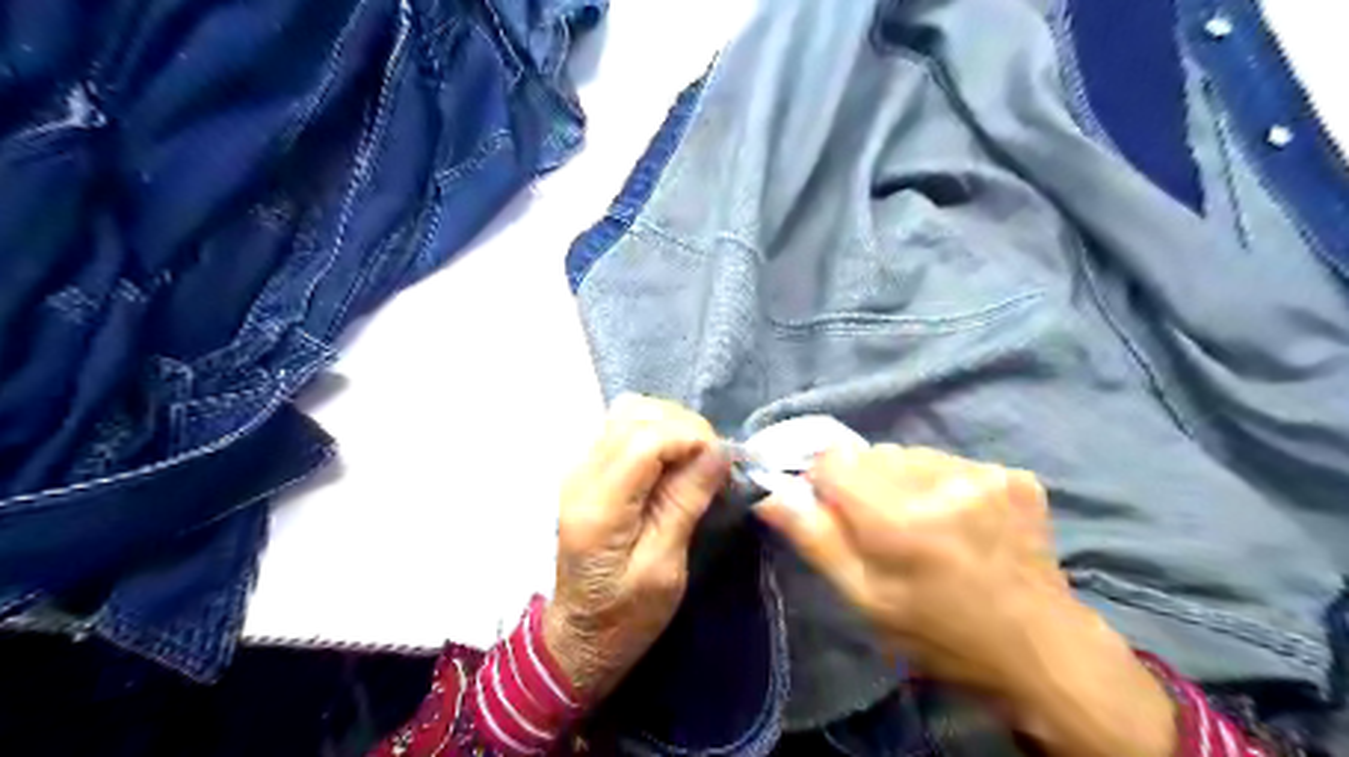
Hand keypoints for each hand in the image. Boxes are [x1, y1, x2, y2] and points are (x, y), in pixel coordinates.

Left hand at [540, 397, 727, 702]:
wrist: (580, 634)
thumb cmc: (626, 615)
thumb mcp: (665, 569)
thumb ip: (685, 503)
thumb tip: (717, 451)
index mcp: (599, 506)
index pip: (644, 438)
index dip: (691, 437)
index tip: (723, 462)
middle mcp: (581, 474)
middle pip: (636, 414)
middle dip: (685, 427)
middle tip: (713, 461)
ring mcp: (580, 466)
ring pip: (629, 411)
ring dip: (671, 424)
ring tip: (696, 457)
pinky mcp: (588, 468)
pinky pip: (623, 426)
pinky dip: (656, 430)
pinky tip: (673, 457)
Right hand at [755, 447, 1175, 756]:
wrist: (1038, 649)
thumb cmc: (936, 633)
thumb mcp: (865, 600)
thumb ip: (817, 540)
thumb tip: (769, 495)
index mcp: (899, 521)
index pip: (833, 461)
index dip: (826, 483)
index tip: (837, 513)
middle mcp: (941, 484)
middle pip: (872, 453)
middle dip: (865, 482)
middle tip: (884, 527)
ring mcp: (984, 475)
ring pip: (910, 453)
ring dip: (903, 479)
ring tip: (924, 522)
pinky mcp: (1012, 475)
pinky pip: (949, 460)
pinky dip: (941, 481)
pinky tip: (959, 518)